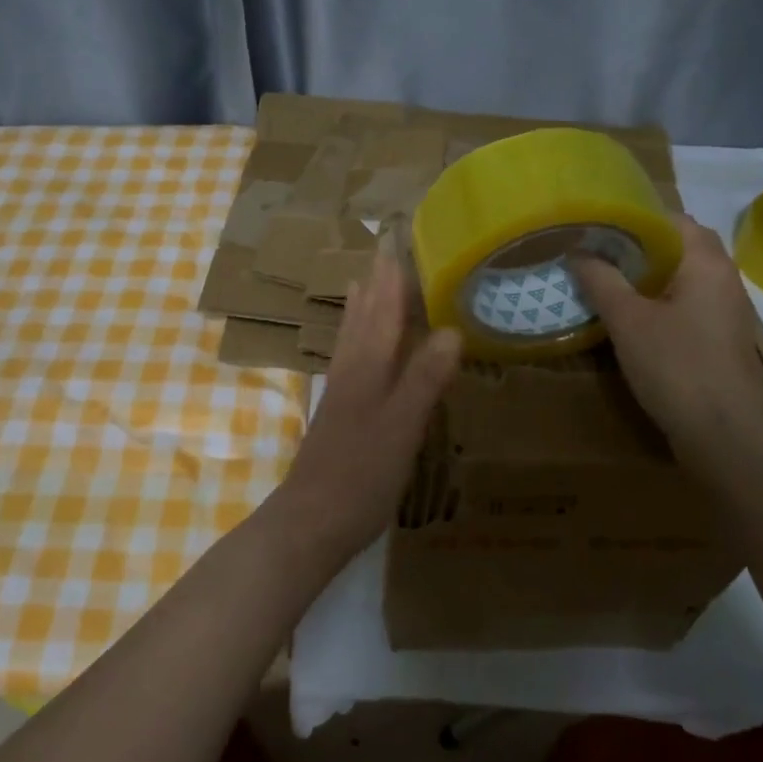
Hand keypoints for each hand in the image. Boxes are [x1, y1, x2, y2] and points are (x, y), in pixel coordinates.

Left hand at [269, 251, 461, 569]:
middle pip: (364, 316)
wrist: (311, 519)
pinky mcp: (336, 412)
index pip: (383, 311)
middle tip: (383, 250)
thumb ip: (424, 378)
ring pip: (351, 336)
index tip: (398, 242)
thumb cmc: (361, 474)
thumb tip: (451, 329)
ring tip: (364, 281)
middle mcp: (350, 370)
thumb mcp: (402, 426)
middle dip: (376, 283)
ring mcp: (340, 391)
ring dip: (361, 306)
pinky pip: (348, 358)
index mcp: (367, 367)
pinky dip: (354, 339)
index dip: (392, 278)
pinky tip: (356, 346)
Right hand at [574, 215, 762, 457]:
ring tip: (600, 278)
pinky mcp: (716, 338)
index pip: (670, 218)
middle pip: (676, 247)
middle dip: (634, 247)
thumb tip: (577, 251)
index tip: (593, 222)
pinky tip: (625, 315)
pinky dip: (654, 300)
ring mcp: (723, 310)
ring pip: (678, 277)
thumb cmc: (677, 366)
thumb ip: (601, 280)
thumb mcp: (628, 320)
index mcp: (706, 261)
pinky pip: (682, 304)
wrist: (727, 435)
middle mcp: (722, 278)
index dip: (631, 215)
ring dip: (643, 276)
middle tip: (591, 250)